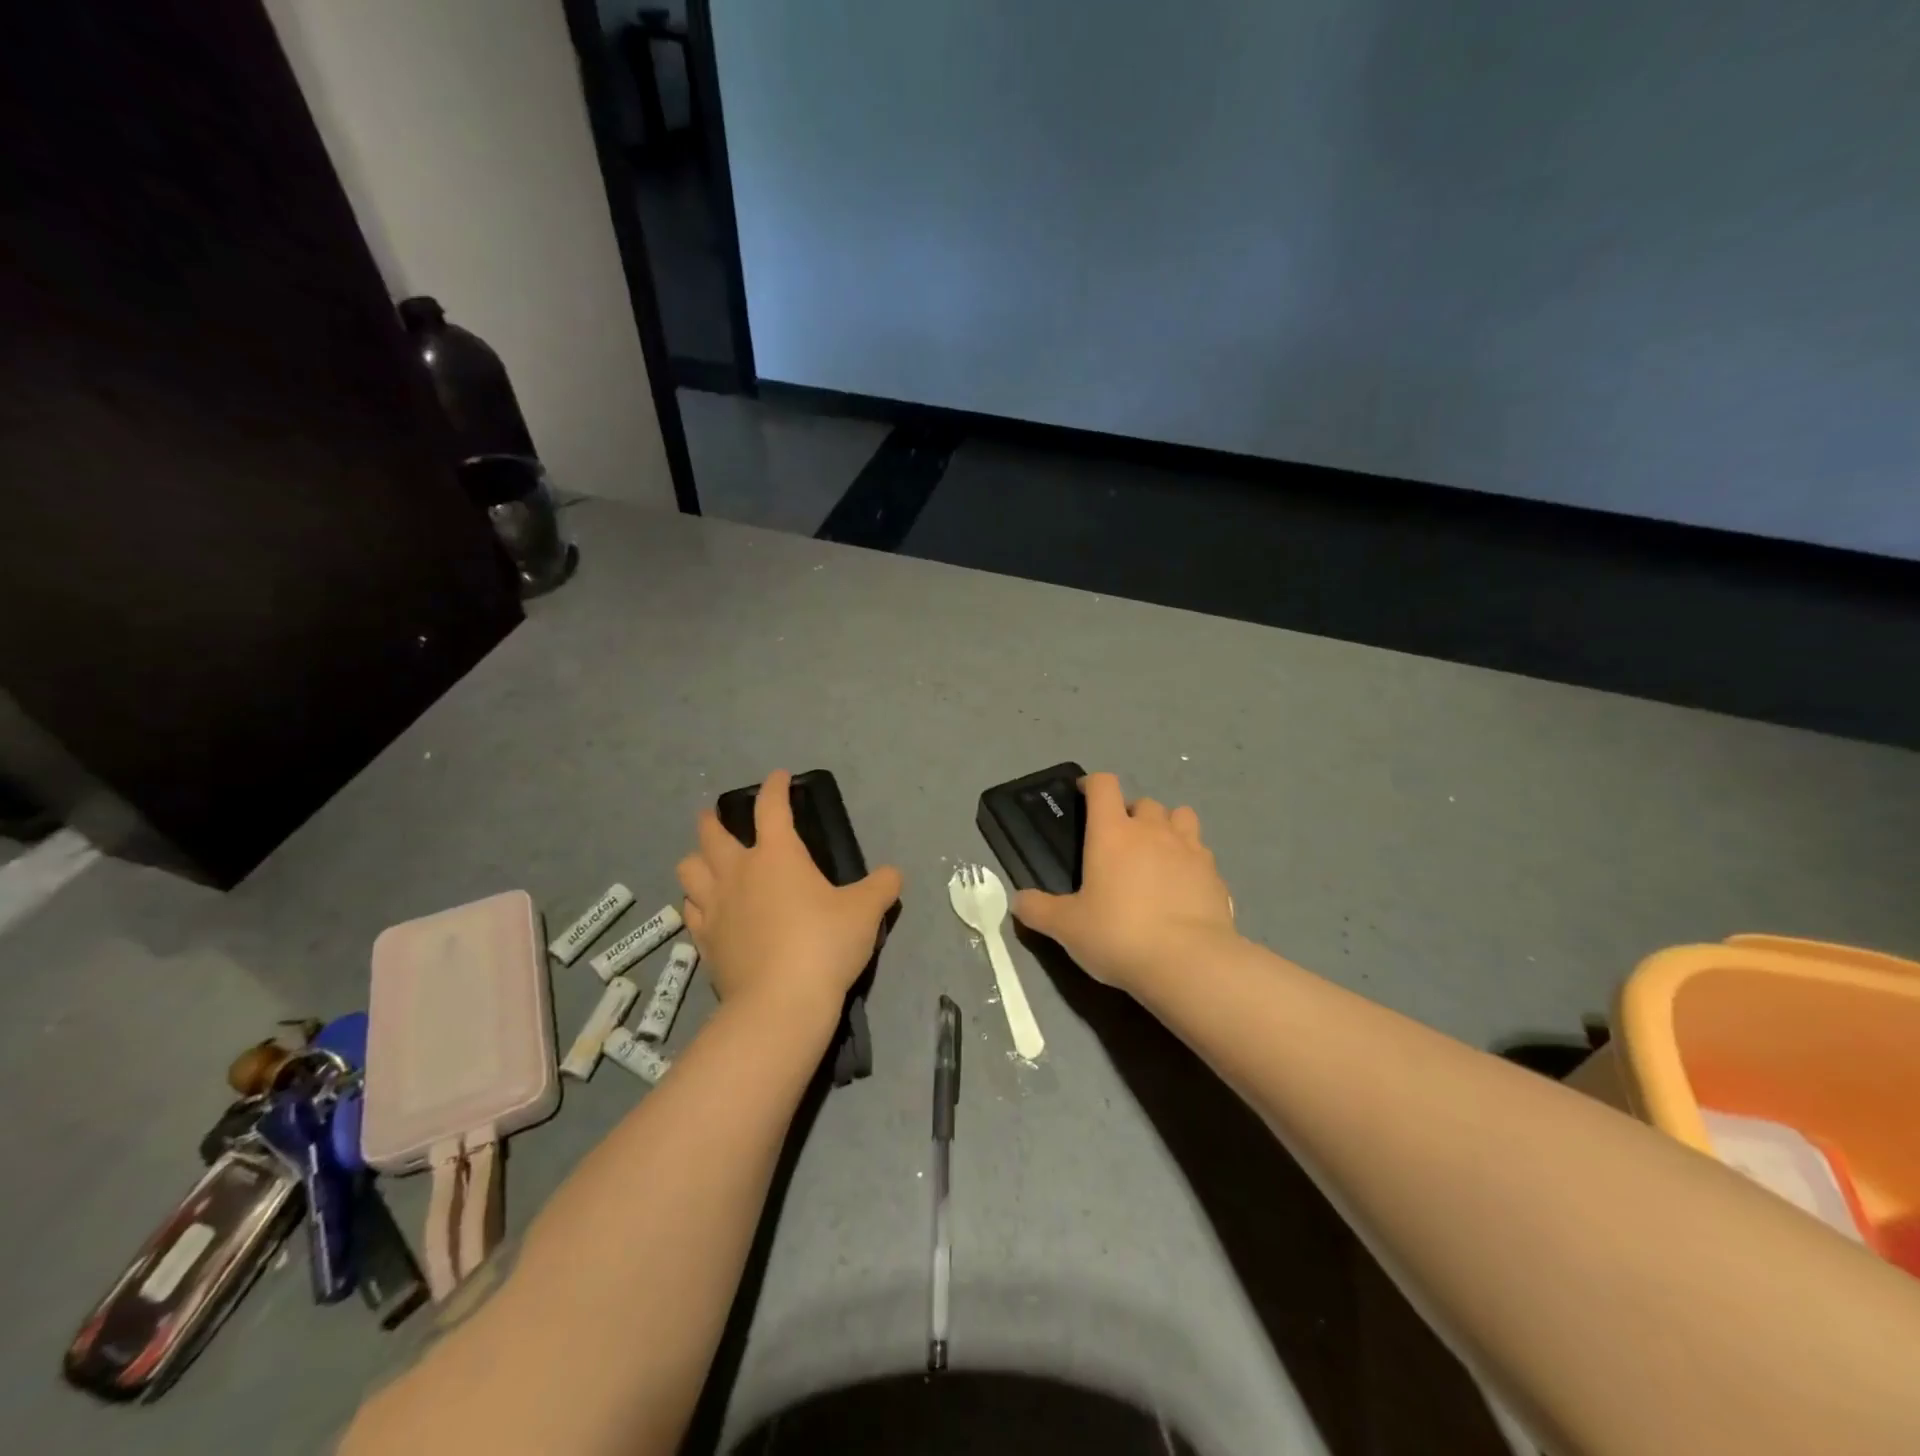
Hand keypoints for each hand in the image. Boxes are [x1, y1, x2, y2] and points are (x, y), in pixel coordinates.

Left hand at [676, 771, 902, 1027]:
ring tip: (707, 863)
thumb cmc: (824, 944)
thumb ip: (881, 887)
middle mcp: (738, 872)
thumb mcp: (866, 912)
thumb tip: (894, 874)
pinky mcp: (704, 941)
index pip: (771, 807)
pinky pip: (690, 911)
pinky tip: (706, 909)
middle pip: (711, 833)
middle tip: (718, 817)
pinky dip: (696, 903)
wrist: (780, 1003)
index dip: (774, 787)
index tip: (779, 777)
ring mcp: (714, 907)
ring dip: (697, 859)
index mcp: (777, 855)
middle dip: (713, 819)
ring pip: (689, 869)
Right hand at [1011, 772, 1236, 994]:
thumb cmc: (1118, 934)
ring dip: (1167, 826)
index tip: (1084, 794)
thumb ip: (1039, 910)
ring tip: (1157, 852)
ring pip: (1180, 816)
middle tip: (1120, 840)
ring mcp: (1189, 848)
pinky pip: (1201, 851)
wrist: (1188, 962)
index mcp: (1112, 833)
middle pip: (1143, 801)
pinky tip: (1182, 884)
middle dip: (1130, 813)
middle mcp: (1152, 830)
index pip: (1104, 785)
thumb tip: (1018, 901)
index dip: (1092, 784)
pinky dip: (1190, 858)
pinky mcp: (1215, 873)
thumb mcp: (1067, 927)